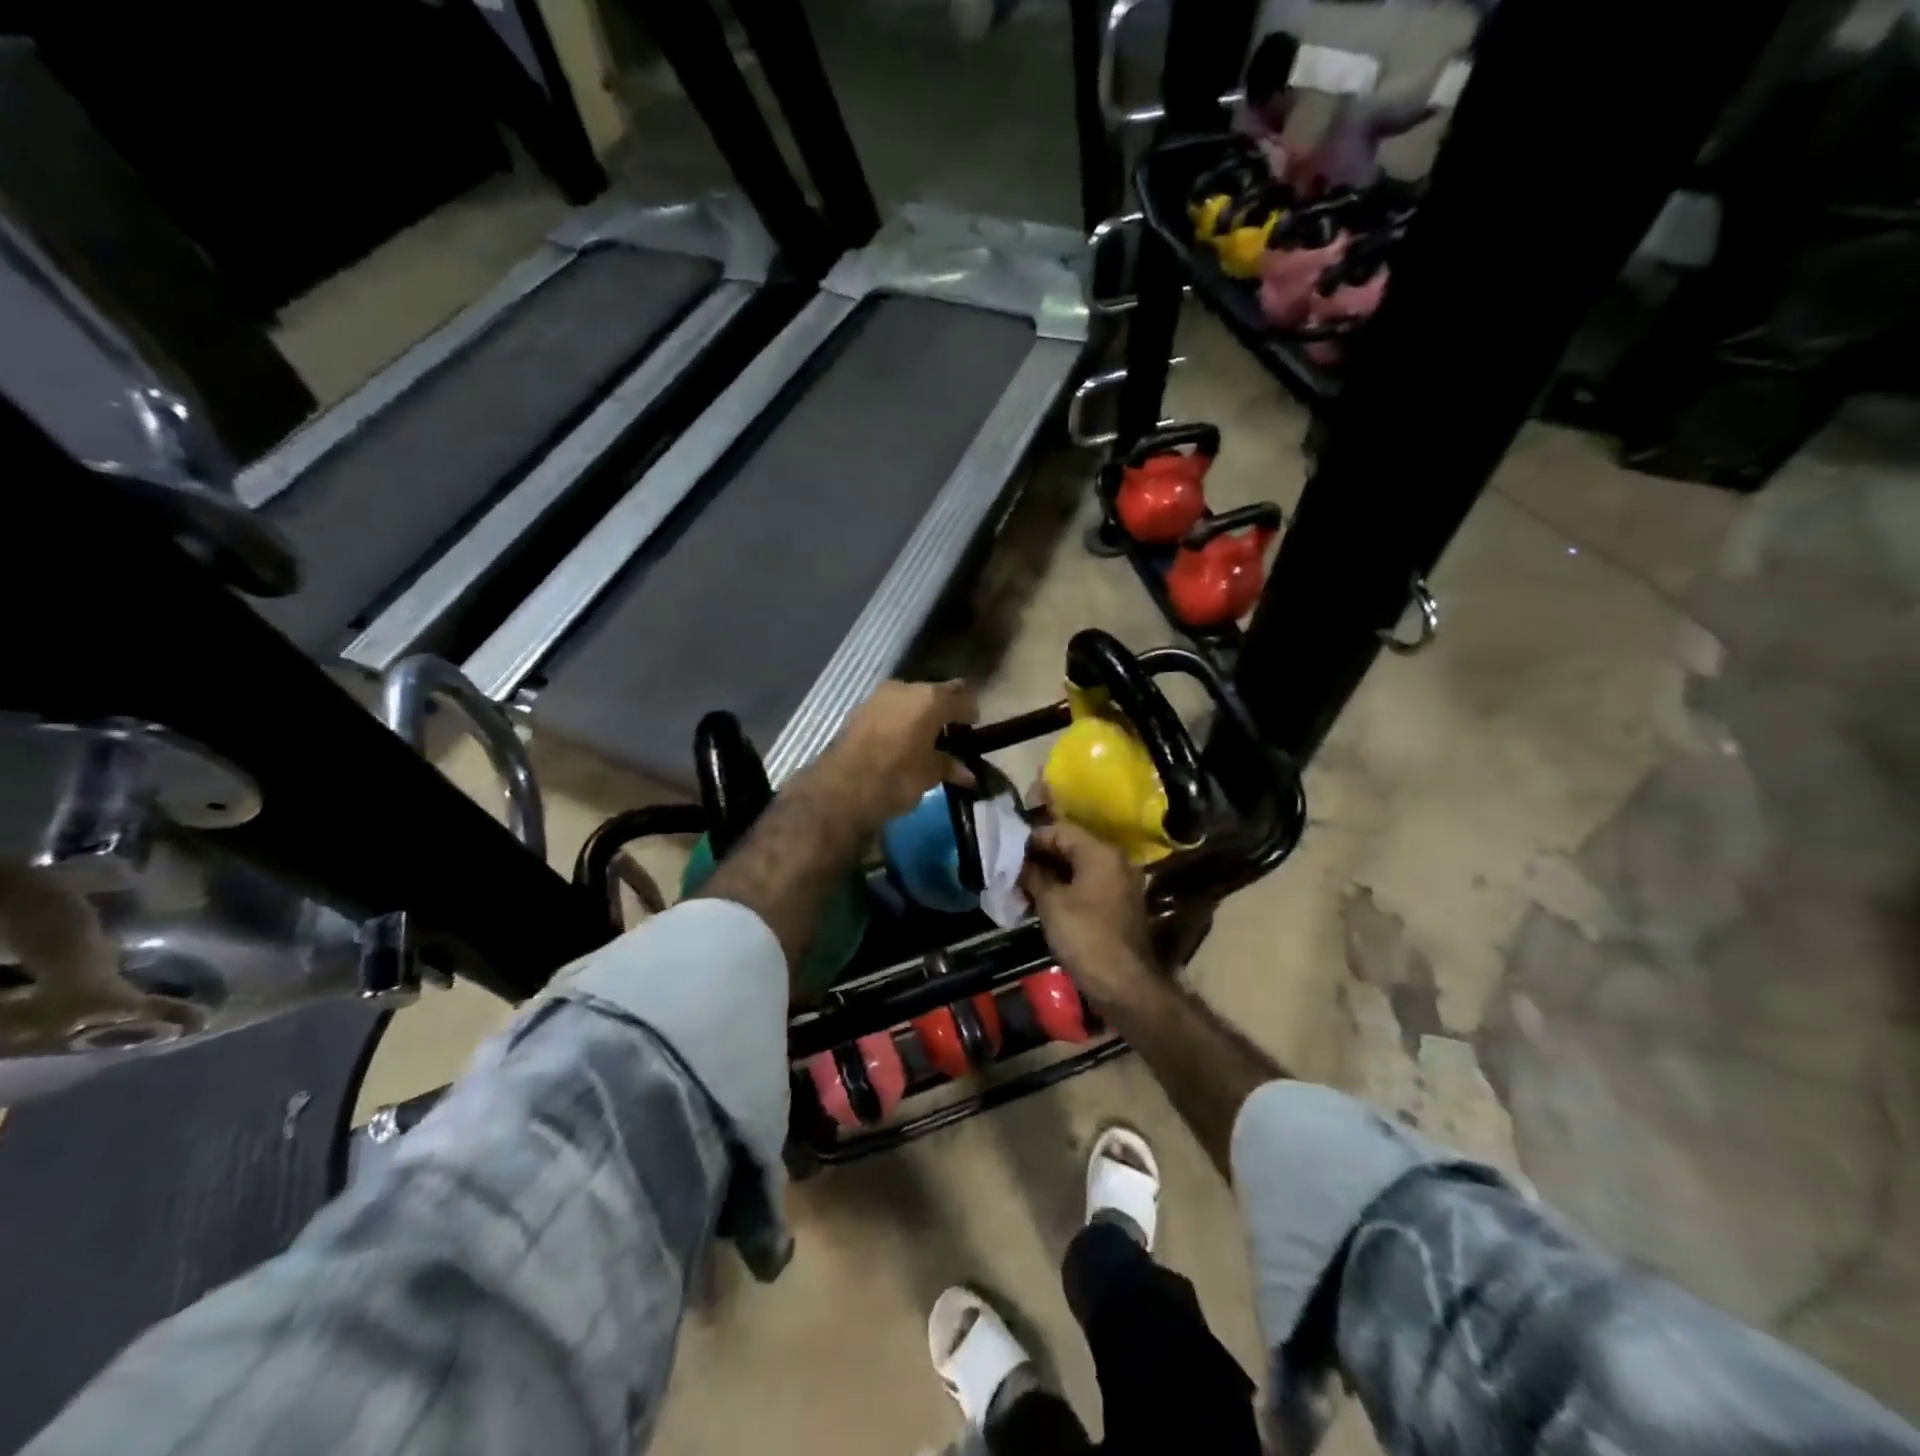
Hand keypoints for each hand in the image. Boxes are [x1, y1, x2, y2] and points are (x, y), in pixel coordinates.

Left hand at [810, 679, 976, 831]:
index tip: (973, 727)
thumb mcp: (929, 774)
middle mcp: (906, 688)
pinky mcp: (859, 709)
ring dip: (919, 714)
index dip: (970, 713)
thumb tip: (968, 774)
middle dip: (944, 710)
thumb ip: (949, 766)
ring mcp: (879, 696)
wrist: (841, 788)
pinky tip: (900, 740)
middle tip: (951, 732)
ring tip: (925, 738)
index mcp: (931, 699)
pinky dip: (899, 720)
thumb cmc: (896, 777)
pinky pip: (890, 709)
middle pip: (935, 693)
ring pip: (909, 699)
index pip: (962, 698)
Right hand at [1020, 820, 1154, 1002]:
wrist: (1125, 984)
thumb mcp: (1051, 904)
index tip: (1008, 852)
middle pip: (1071, 846)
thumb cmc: (1085, 937)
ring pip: (1079, 867)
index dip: (1032, 839)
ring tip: (1023, 885)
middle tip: (1012, 869)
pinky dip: (1067, 888)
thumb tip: (1021, 864)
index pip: (1060, 830)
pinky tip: (1044, 900)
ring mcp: (1120, 883)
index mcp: (1100, 852)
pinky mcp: (1118, 904)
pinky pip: (1088, 885)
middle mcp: (1115, 861)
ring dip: (1052, 874)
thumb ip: (1034, 876)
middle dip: (1041, 856)